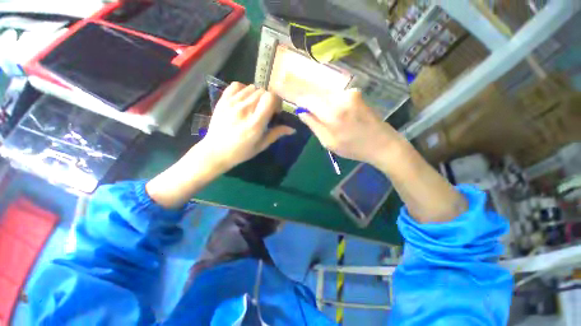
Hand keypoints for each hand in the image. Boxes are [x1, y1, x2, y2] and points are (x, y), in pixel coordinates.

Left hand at [200, 82, 295, 169]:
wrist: (215, 152)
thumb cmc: (241, 152)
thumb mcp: (261, 146)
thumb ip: (276, 134)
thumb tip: (292, 129)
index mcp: (255, 123)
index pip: (270, 98)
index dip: (276, 101)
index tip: (276, 111)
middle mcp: (244, 109)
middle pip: (263, 91)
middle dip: (268, 100)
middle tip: (266, 111)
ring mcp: (232, 103)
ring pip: (252, 87)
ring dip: (257, 95)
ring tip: (255, 106)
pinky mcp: (223, 100)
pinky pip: (237, 85)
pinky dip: (244, 89)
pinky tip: (244, 100)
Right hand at [297, 89, 401, 165]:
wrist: (383, 144)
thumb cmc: (354, 148)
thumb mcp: (329, 142)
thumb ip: (313, 124)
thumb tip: (300, 111)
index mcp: (333, 113)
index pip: (306, 98)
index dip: (291, 92)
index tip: (278, 85)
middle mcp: (341, 98)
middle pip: (315, 93)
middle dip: (304, 97)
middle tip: (293, 96)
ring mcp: (350, 93)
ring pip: (324, 94)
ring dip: (316, 101)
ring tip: (313, 110)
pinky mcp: (355, 93)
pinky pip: (334, 95)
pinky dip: (327, 101)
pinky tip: (328, 110)